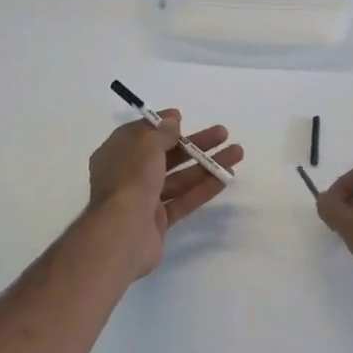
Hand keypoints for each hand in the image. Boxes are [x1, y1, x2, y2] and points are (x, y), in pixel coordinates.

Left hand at [86, 111, 243, 276]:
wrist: (122, 234)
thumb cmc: (130, 180)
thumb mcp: (145, 146)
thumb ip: (161, 132)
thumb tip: (171, 121)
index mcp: (116, 154)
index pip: (140, 134)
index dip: (161, 125)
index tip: (182, 117)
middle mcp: (128, 176)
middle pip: (165, 155)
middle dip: (195, 144)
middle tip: (223, 133)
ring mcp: (143, 200)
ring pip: (179, 178)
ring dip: (207, 165)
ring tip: (237, 153)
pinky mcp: (158, 222)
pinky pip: (183, 200)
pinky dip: (203, 188)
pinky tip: (226, 178)